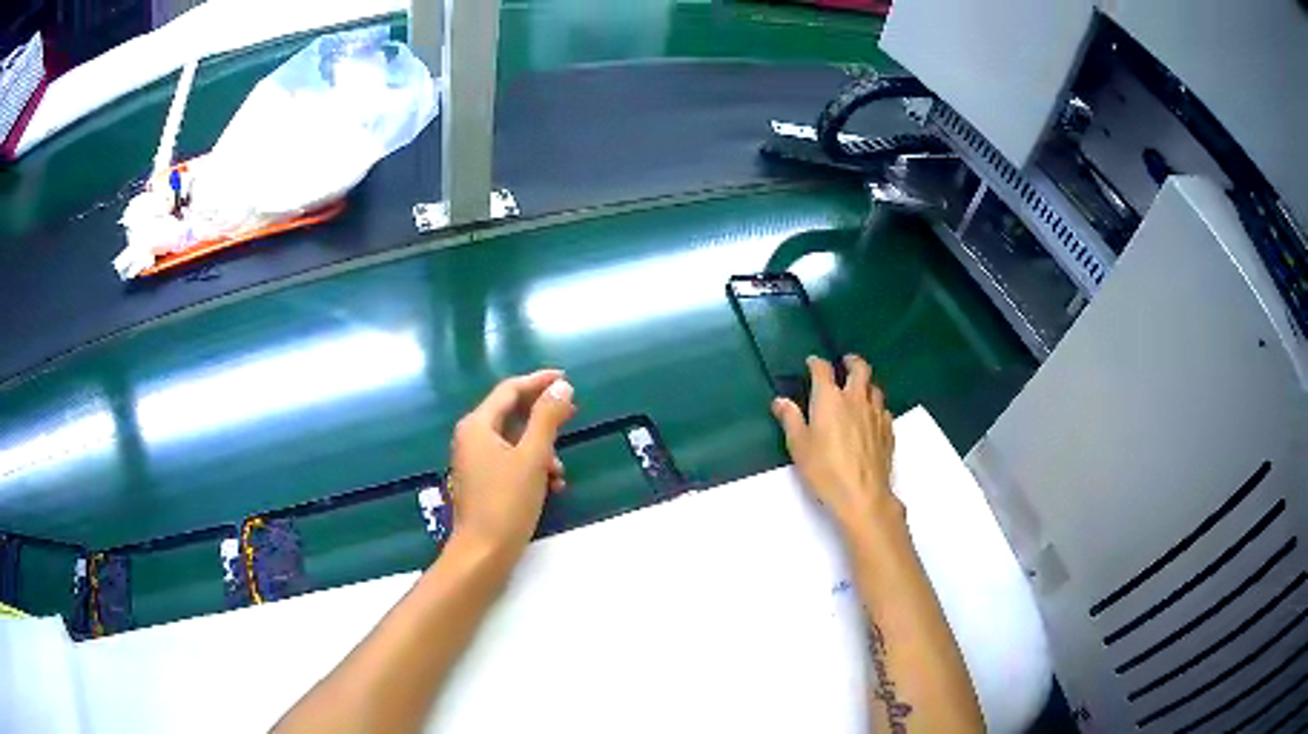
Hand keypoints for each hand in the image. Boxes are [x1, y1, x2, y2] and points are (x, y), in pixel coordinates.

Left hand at [448, 370, 576, 559]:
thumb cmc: (506, 502)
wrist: (483, 553)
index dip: (538, 381)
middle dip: (543, 416)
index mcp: (478, 425)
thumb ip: (547, 418)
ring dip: (540, 448)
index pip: (509, 390)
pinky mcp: (481, 482)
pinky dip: (531, 466)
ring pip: (513, 441)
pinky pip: (509, 461)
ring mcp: (474, 461)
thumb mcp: (532, 457)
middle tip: (572, 412)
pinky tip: (551, 486)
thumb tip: (562, 387)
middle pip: (510, 414)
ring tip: (560, 468)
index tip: (566, 378)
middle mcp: (471, 438)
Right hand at [771, 355, 902, 540]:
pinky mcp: (888, 430)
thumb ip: (790, 419)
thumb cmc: (824, 470)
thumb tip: (781, 401)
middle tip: (845, 363)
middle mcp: (855, 398)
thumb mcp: (799, 446)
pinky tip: (871, 417)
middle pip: (860, 368)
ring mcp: (876, 413)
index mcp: (829, 399)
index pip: (822, 369)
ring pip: (875, 387)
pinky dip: (876, 406)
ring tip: (859, 390)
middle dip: (851, 361)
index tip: (811, 363)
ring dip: (866, 384)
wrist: (861, 494)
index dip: (815, 363)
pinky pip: (883, 409)